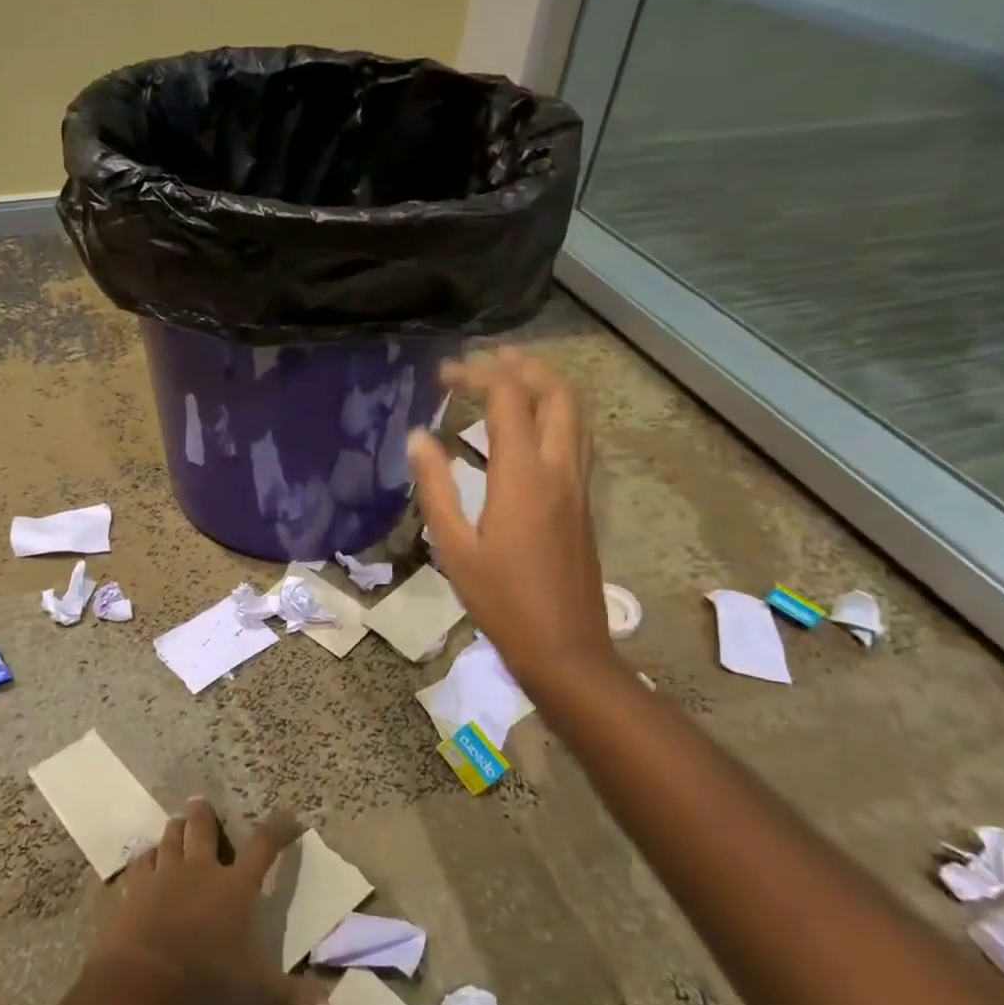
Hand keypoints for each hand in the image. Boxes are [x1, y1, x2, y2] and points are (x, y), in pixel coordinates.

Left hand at [92, 801, 343, 1004]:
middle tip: (199, 800)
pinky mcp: (135, 892)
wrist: (145, 976)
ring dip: (174, 829)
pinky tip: (143, 859)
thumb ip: (296, 1003)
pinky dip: (143, 860)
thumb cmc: (208, 977)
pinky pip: (139, 866)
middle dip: (204, 815)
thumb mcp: (259, 994)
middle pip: (203, 830)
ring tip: (175, 821)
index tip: (289, 817)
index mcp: (236, 887)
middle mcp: (201, 871)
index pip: (264, 846)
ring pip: (170, 840)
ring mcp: (164, 877)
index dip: (279, 829)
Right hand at [409, 348, 617, 691]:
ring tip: (511, 376)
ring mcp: (578, 484)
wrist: (565, 646)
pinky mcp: (584, 501)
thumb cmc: (501, 600)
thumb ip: (436, 487)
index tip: (445, 374)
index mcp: (523, 476)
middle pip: (556, 392)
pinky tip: (529, 425)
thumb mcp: (454, 546)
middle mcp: (559, 468)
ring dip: (546, 384)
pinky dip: (555, 412)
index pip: (508, 399)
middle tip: (487, 358)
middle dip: (523, 364)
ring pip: (575, 412)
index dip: (477, 373)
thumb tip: (419, 438)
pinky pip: (576, 436)